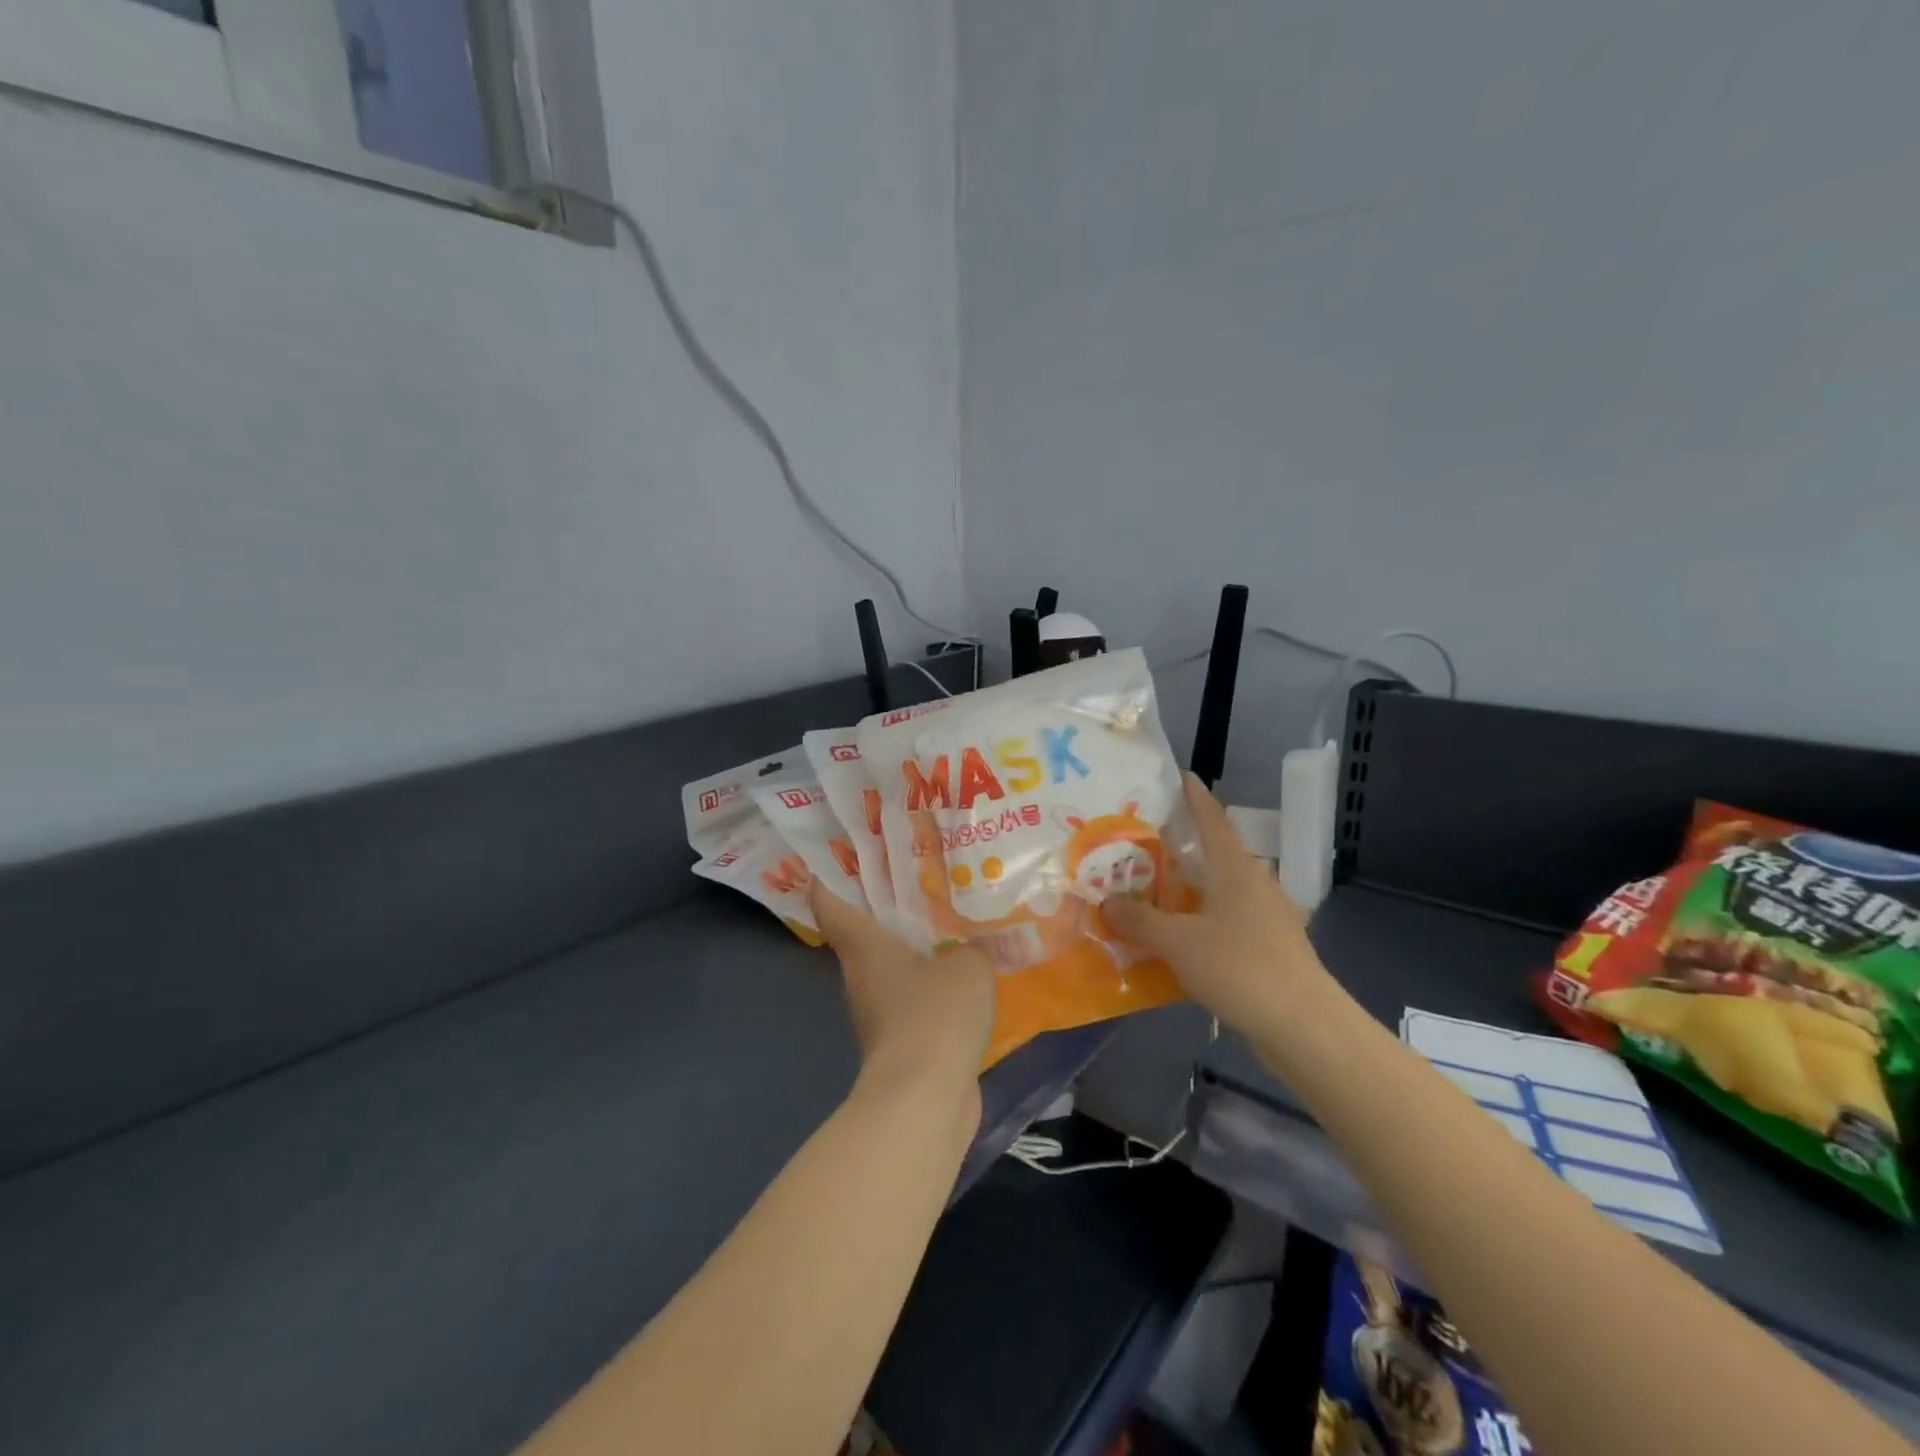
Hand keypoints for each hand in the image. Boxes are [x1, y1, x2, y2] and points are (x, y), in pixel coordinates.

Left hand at [809, 882, 995, 1118]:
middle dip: (887, 904)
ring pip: (890, 966)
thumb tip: (968, 952)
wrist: (926, 1099)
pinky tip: (963, 975)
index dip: (831, 875)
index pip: (830, 902)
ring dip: (914, 947)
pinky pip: (913, 998)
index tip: (846, 853)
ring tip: (950, 922)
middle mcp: (861, 975)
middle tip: (921, 877)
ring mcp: (877, 1012)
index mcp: (864, 946)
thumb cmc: (935, 1015)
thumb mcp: (967, 966)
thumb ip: (969, 948)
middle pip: (863, 931)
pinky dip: (930, 984)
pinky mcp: (899, 1042)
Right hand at [1103, 773, 1333, 1037]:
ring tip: (1152, 888)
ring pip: (1221, 889)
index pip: (1213, 818)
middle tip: (1144, 840)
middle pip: (1216, 852)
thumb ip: (1140, 921)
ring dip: (1190, 886)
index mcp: (1235, 869)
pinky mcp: (1271, 947)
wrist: (1304, 1026)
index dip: (1195, 796)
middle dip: (1184, 844)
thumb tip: (1107, 901)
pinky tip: (1179, 937)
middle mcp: (1255, 884)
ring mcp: (1267, 917)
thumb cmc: (1241, 968)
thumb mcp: (1178, 943)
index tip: (1180, 776)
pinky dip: (1201, 918)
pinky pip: (1228, 920)